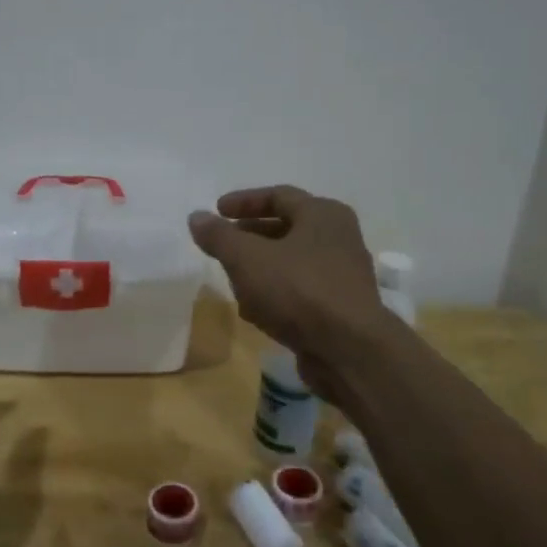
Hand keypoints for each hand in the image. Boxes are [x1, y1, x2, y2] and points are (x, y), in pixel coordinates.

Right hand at [188, 185, 391, 394]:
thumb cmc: (298, 290)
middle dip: (249, 237)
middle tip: (222, 245)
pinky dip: (275, 294)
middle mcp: (338, 238)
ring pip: (291, 262)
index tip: (216, 211)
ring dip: (260, 269)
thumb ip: (219, 236)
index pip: (278, 196)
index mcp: (323, 214)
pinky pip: (300, 291)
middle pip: (286, 229)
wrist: (349, 351)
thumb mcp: (247, 258)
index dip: (243, 201)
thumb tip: (197, 217)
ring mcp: (342, 275)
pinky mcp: (339, 308)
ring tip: (232, 281)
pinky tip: (254, 312)